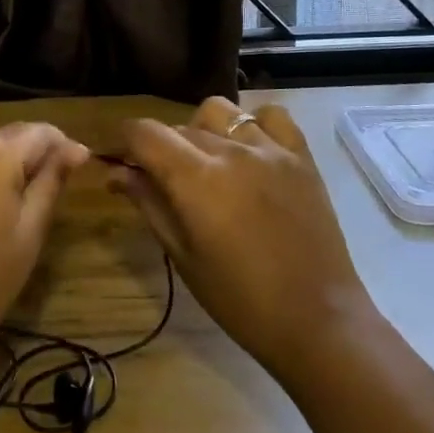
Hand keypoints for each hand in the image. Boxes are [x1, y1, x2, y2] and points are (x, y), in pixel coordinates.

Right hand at [112, 97, 374, 379]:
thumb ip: (149, 204)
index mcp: (196, 179)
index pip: (144, 133)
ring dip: (201, 130)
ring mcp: (271, 149)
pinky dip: (252, 124)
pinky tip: (250, 152)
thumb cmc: (240, 300)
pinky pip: (270, 116)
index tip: (117, 159)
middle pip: (178, 127)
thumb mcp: (183, 255)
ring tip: (207, 163)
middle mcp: (231, 151)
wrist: (317, 319)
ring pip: (219, 112)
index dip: (122, 140)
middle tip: (159, 180)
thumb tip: (116, 173)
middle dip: (159, 147)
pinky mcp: (302, 156)